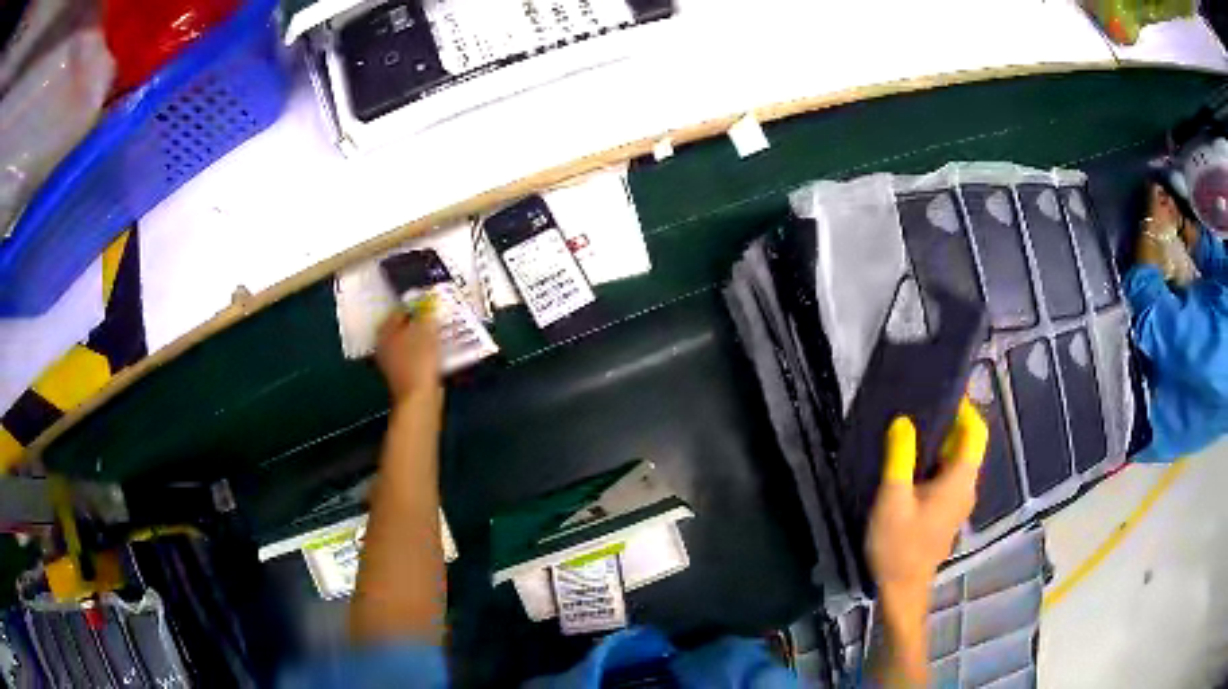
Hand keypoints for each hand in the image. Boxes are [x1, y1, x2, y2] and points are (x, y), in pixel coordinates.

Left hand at [375, 300, 441, 404]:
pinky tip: (438, 350)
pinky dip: (425, 352)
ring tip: (440, 332)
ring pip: (410, 342)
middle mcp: (385, 345)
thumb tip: (428, 304)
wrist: (419, 398)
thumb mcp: (425, 331)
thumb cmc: (419, 361)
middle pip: (403, 327)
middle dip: (419, 322)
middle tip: (436, 317)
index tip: (431, 303)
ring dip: (423, 337)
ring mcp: (393, 362)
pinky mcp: (404, 375)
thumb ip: (426, 315)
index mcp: (385, 332)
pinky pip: (415, 356)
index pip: (399, 311)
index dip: (415, 305)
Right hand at [867, 399, 986, 591]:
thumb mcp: (893, 499)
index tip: (943, 393)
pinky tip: (909, 467)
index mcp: (960, 480)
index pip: (976, 432)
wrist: (901, 590)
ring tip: (909, 433)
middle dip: (948, 424)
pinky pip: (948, 478)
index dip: (965, 408)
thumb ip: (900, 457)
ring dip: (939, 445)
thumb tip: (904, 420)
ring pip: (956, 462)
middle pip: (967, 445)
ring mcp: (958, 503)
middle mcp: (966, 488)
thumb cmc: (899, 545)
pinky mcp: (947, 514)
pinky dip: (935, 464)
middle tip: (917, 410)